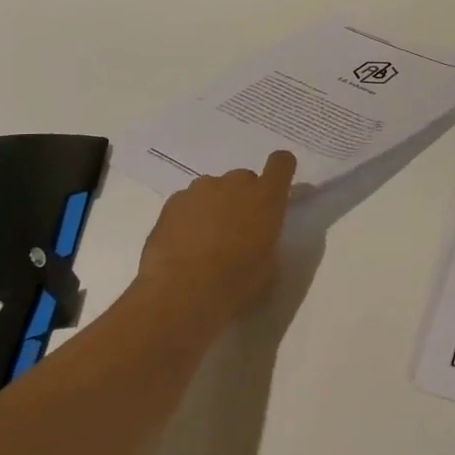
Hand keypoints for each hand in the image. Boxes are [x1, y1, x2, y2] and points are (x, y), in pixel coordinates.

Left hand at [133, 150, 297, 324]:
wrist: (182, 292)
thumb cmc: (235, 282)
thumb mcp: (269, 265)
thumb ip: (268, 238)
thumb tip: (258, 236)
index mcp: (266, 197)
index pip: (281, 162)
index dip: (281, 170)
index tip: (276, 188)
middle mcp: (235, 183)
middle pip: (244, 179)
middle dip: (243, 198)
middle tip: (237, 229)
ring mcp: (201, 189)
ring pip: (214, 189)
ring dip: (215, 206)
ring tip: (205, 240)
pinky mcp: (173, 201)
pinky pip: (188, 202)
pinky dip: (190, 216)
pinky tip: (184, 244)